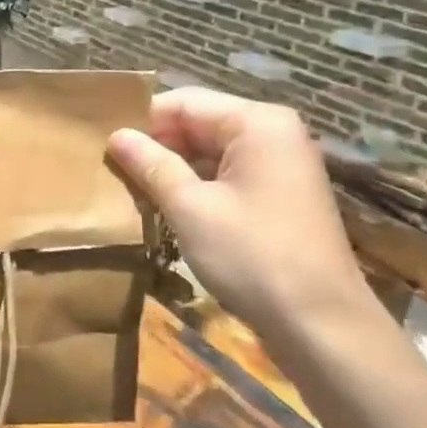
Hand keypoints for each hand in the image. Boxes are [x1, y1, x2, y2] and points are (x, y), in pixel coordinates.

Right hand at [108, 90, 388, 356]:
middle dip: (156, 145)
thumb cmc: (253, 257)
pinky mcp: (279, 193)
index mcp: (257, 123)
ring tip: (131, 188)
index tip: (103, 145)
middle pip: (198, 122)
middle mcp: (272, 132)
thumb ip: (151, 164)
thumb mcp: (190, 208)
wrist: (322, 325)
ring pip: (209, 150)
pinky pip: (226, 173)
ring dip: (172, 168)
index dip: (141, 121)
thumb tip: (116, 135)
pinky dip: (195, 185)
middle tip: (112, 170)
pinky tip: (165, 206)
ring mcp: (279, 164)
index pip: (184, 102)